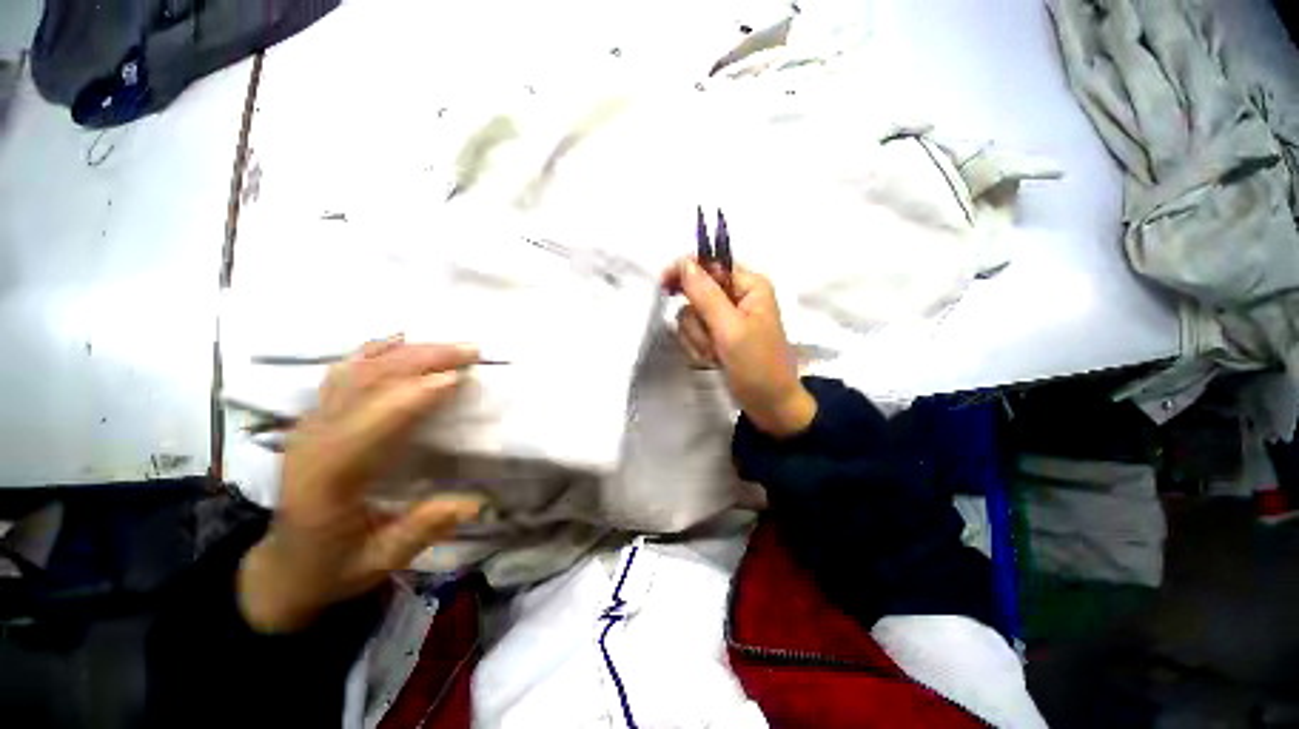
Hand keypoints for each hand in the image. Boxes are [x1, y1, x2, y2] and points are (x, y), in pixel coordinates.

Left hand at [238, 336, 483, 632]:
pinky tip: (399, 339)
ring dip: (406, 352)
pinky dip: (374, 351)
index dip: (412, 397)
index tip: (457, 378)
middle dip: (420, 361)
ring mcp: (310, 424)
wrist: (284, 565)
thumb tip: (473, 502)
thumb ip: (421, 530)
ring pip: (357, 372)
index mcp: (327, 481)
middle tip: (469, 350)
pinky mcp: (315, 418)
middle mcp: (313, 442)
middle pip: (367, 385)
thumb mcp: (380, 561)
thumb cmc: (334, 567)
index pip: (370, 425)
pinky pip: (344, 372)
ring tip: (449, 344)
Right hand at [662, 258, 816, 437]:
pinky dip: (700, 348)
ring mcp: (727, 319)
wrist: (769, 406)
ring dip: (698, 338)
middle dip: (697, 320)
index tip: (664, 286)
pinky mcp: (719, 337)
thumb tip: (684, 263)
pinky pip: (695, 333)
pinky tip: (714, 361)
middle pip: (696, 292)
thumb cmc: (757, 366)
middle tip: (709, 339)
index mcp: (749, 285)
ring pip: (691, 316)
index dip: (685, 271)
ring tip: (716, 355)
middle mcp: (737, 297)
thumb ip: (705, 294)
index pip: (709, 263)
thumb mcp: (730, 329)